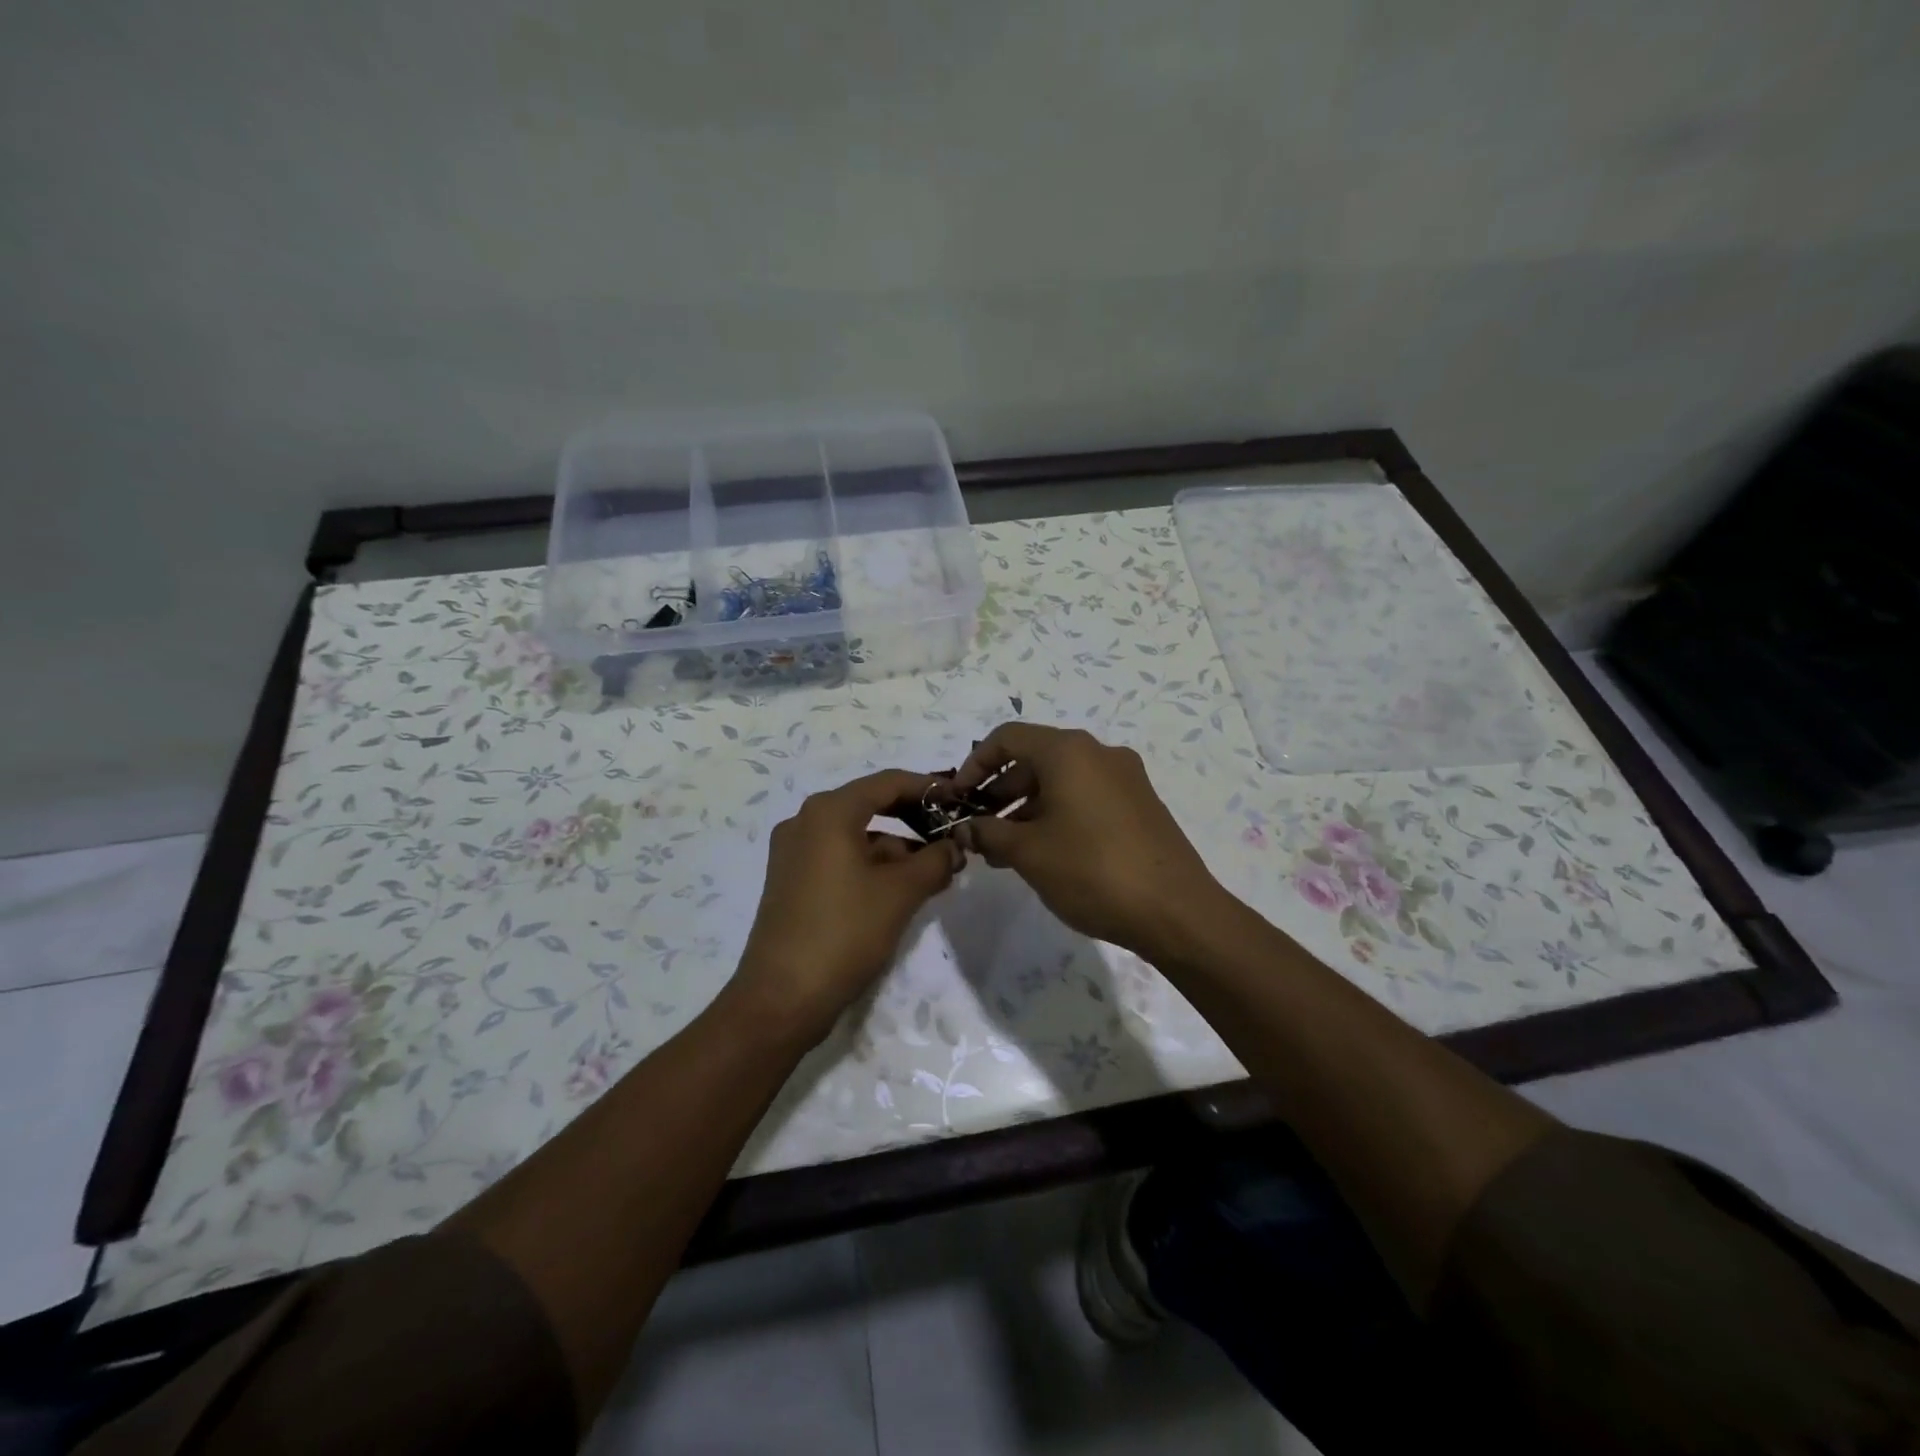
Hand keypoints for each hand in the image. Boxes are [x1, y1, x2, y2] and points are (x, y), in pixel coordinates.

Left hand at [729, 769, 961, 1043]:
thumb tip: (954, 846)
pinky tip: (901, 890)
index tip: (961, 800)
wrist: (781, 999)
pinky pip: (840, 858)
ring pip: (857, 836)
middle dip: (915, 821)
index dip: (929, 788)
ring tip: (935, 873)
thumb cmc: (844, 933)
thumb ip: (935, 861)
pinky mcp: (791, 881)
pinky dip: (872, 866)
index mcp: (829, 812)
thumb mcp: (901, 893)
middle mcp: (805, 822)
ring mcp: (794, 853)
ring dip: (897, 849)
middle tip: (952, 836)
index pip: (888, 783)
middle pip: (871, 806)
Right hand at [947, 723, 1231, 960]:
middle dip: (1000, 792)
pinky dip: (1057, 814)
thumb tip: (966, 828)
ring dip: (1027, 808)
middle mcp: (1099, 753)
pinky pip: (1086, 797)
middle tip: (979, 829)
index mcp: (1069, 751)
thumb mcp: (1028, 853)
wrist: (1176, 911)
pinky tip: (1045, 853)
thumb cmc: (1092, 871)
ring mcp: (1125, 778)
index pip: (1007, 738)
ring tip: (1005, 851)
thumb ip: (988, 832)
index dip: (975, 764)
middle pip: (1035, 758)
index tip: (959, 799)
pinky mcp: (1140, 805)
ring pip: (1061, 781)